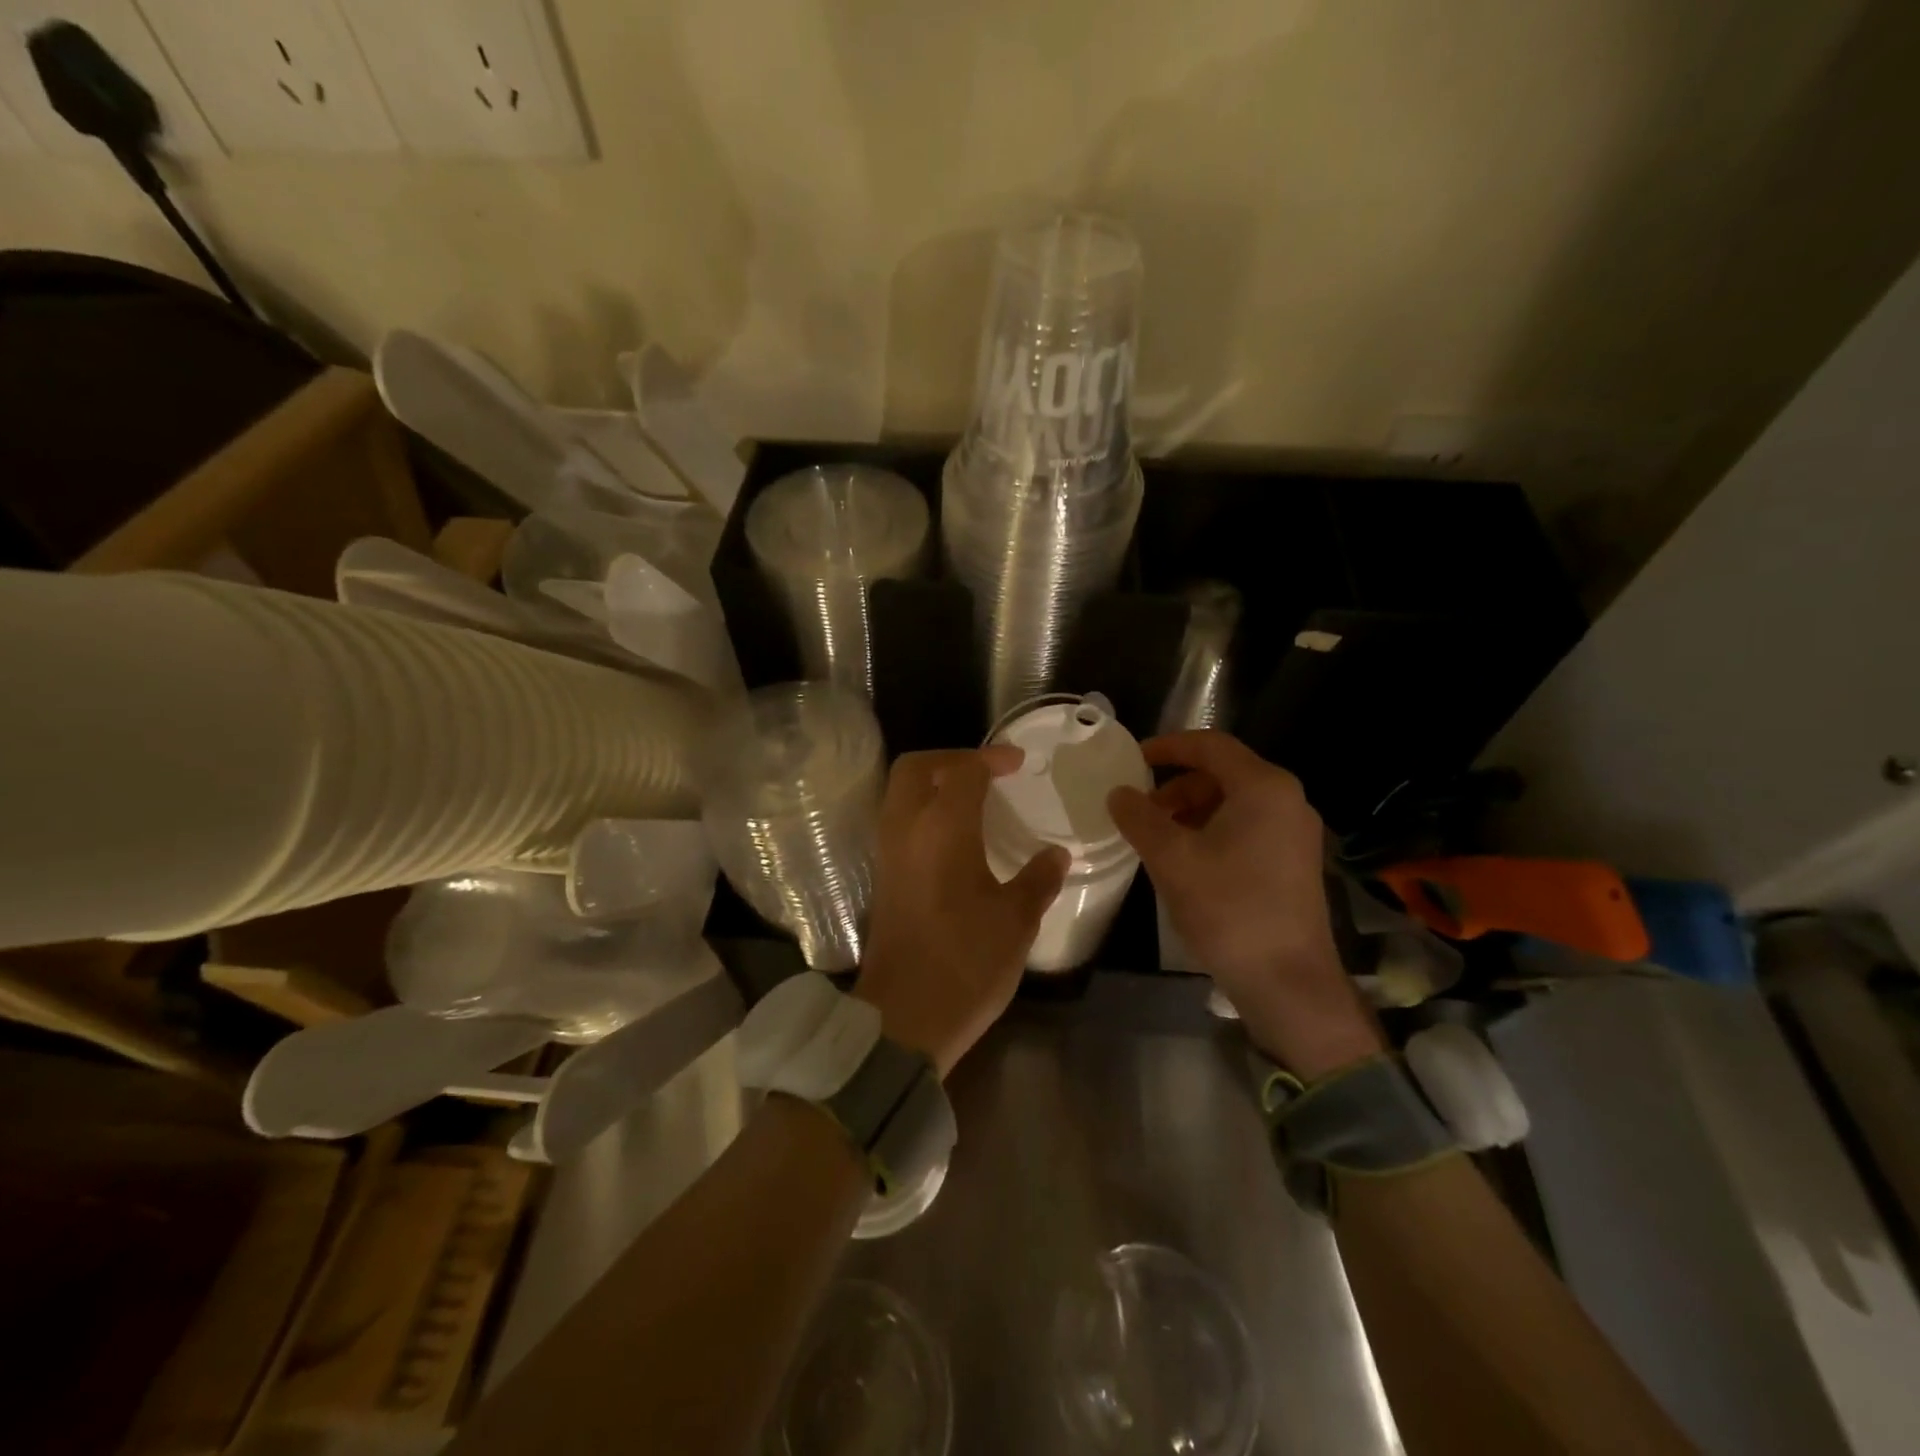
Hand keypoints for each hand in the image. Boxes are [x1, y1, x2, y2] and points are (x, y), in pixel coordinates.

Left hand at [855, 747, 1069, 1076]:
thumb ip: (1038, 879)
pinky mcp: (883, 878)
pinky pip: (899, 822)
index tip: (1018, 763)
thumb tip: (1056, 855)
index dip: (991, 758)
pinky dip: (923, 812)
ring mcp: (888, 854)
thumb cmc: (966, 962)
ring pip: (900, 794)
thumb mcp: (1016, 921)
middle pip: (915, 768)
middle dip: (951, 759)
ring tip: (974, 800)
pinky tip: (956, 838)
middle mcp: (906, 830)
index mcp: (942, 829)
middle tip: (987, 772)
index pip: (963, 770)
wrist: (904, 1017)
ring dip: (933, 784)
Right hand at [1107, 730, 1382, 1078]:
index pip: (1210, 745)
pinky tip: (1186, 860)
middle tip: (1140, 810)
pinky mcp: (1293, 861)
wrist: (1288, 982)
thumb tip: (1118, 793)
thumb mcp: (1172, 859)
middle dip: (1176, 786)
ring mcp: (1294, 832)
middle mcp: (1286, 800)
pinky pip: (1247, 827)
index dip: (1167, 746)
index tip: (1132, 759)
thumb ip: (1140, 818)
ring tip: (1157, 838)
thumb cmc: (1229, 909)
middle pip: (1222, 773)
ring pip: (1233, 802)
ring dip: (1191, 810)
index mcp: (1263, 787)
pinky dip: (1211, 831)